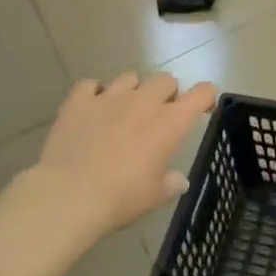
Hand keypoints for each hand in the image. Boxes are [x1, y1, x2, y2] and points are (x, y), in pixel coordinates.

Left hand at [23, 73, 217, 242]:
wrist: (69, 195)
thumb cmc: (121, 198)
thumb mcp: (154, 196)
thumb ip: (171, 183)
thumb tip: (179, 181)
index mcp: (170, 122)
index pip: (201, 93)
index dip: (205, 97)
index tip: (202, 108)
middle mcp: (144, 101)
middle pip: (165, 79)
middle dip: (167, 93)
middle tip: (159, 116)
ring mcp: (110, 96)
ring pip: (130, 77)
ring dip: (133, 91)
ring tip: (124, 111)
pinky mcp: (79, 100)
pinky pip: (91, 85)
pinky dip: (94, 94)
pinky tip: (92, 110)